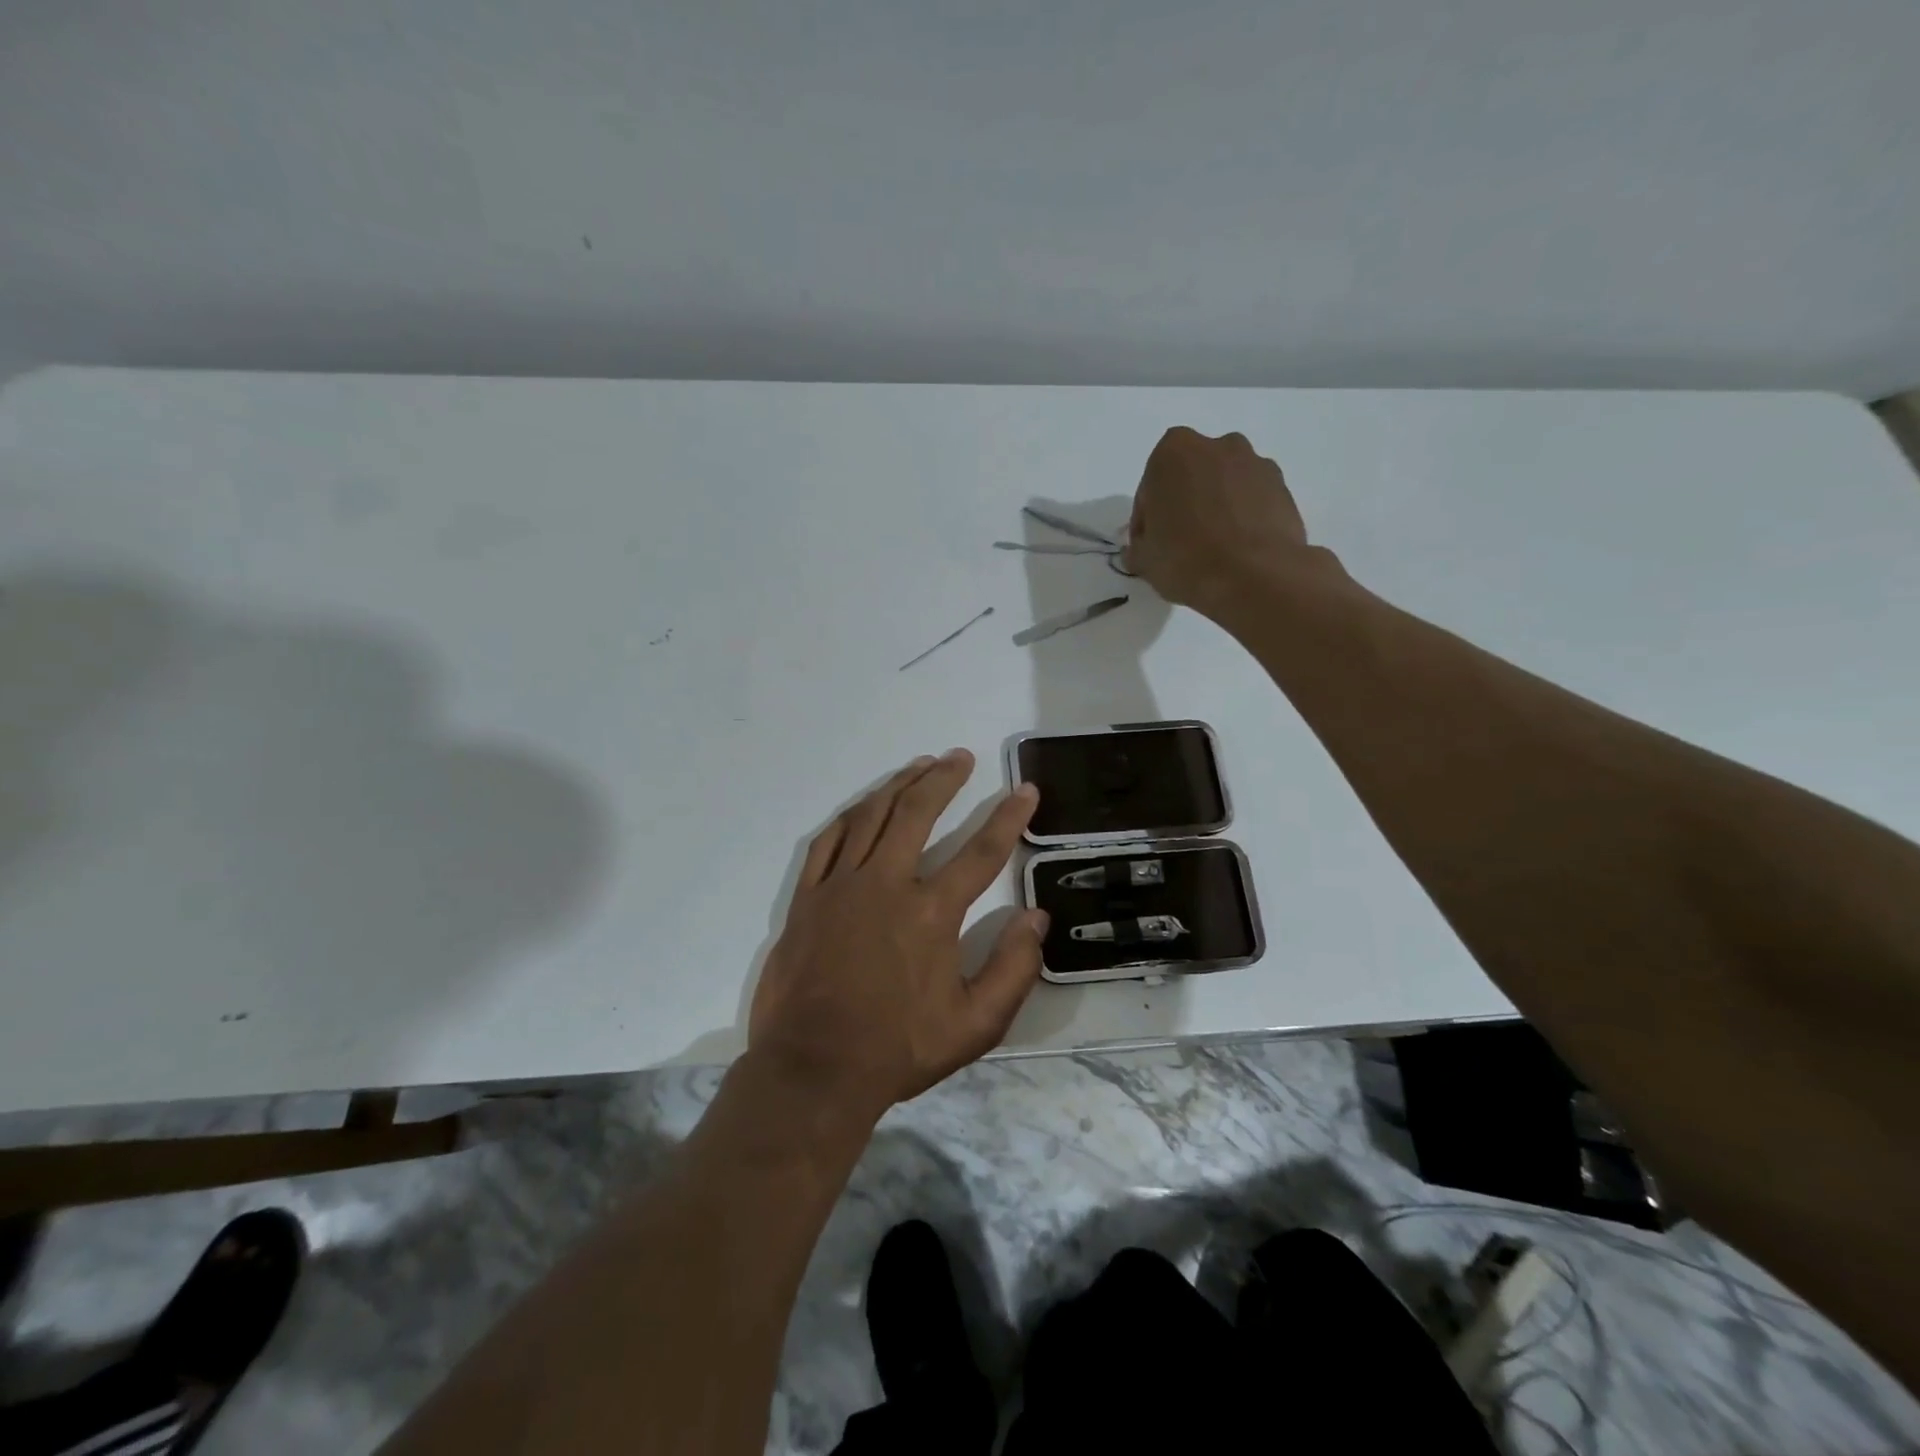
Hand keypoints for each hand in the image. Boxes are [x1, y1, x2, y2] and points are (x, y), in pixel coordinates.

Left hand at [748, 750, 1047, 1119]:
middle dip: (944, 779)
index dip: (1009, 816)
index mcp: (930, 912)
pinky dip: (850, 816)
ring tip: (920, 765)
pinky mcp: (807, 898)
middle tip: (961, 756)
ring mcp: (840, 886)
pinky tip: (864, 805)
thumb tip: (1036, 918)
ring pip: (871, 816)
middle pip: (917, 813)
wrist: (813, 1069)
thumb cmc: (898, 1049)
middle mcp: (886, 884)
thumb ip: (1013, 969)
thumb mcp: (975, 1026)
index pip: (980, 851)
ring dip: (899, 785)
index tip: (1025, 789)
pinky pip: (828, 841)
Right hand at [1125, 427, 1315, 612]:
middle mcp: (1218, 445)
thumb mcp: (1143, 560)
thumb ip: (1137, 547)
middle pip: (1191, 478)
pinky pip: (1252, 501)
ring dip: (1216, 508)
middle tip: (1180, 543)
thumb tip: (1139, 550)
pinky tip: (1237, 550)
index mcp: (1174, 452)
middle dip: (1184, 503)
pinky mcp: (1283, 488)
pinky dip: (1243, 518)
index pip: (1150, 487)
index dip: (1146, 519)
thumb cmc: (1186, 559)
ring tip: (1213, 549)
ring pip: (1224, 486)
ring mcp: (1256, 464)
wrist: (1255, 576)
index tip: (1150, 544)